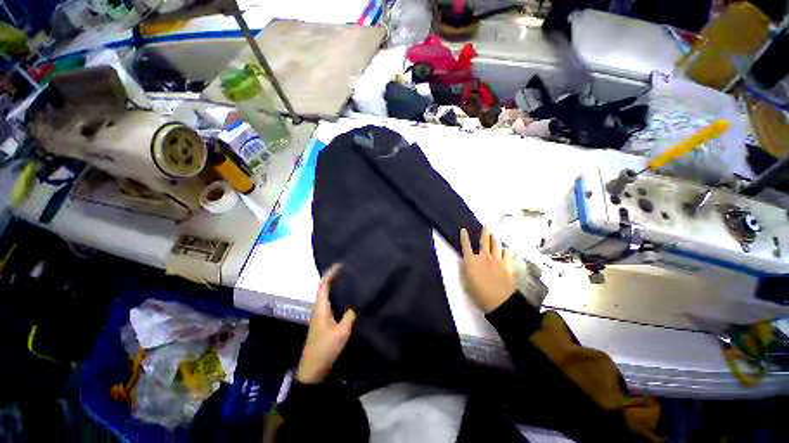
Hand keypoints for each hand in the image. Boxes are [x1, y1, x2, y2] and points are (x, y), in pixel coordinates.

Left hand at [296, 264, 356, 383]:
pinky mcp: (322, 322)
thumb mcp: (341, 332)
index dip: (330, 274)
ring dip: (334, 287)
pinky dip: (335, 296)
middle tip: (347, 271)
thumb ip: (349, 316)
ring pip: (326, 296)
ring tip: (347, 282)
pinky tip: (345, 299)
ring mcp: (319, 316)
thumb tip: (354, 305)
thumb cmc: (325, 349)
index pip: (323, 285)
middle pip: (323, 288)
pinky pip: (329, 303)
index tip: (341, 266)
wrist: (313, 370)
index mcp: (320, 308)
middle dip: (333, 278)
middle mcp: (318, 309)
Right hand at [459, 228, 515, 313]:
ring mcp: (497, 260)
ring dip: (495, 238)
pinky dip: (505, 250)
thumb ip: (465, 270)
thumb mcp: (466, 282)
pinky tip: (504, 250)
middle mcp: (484, 257)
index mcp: (471, 261)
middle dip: (485, 232)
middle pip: (484, 241)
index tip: (463, 230)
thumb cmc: (479, 294)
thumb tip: (464, 261)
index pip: (466, 246)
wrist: (499, 301)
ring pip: (496, 244)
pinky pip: (507, 253)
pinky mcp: (507, 264)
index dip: (464, 237)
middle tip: (486, 226)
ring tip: (495, 234)